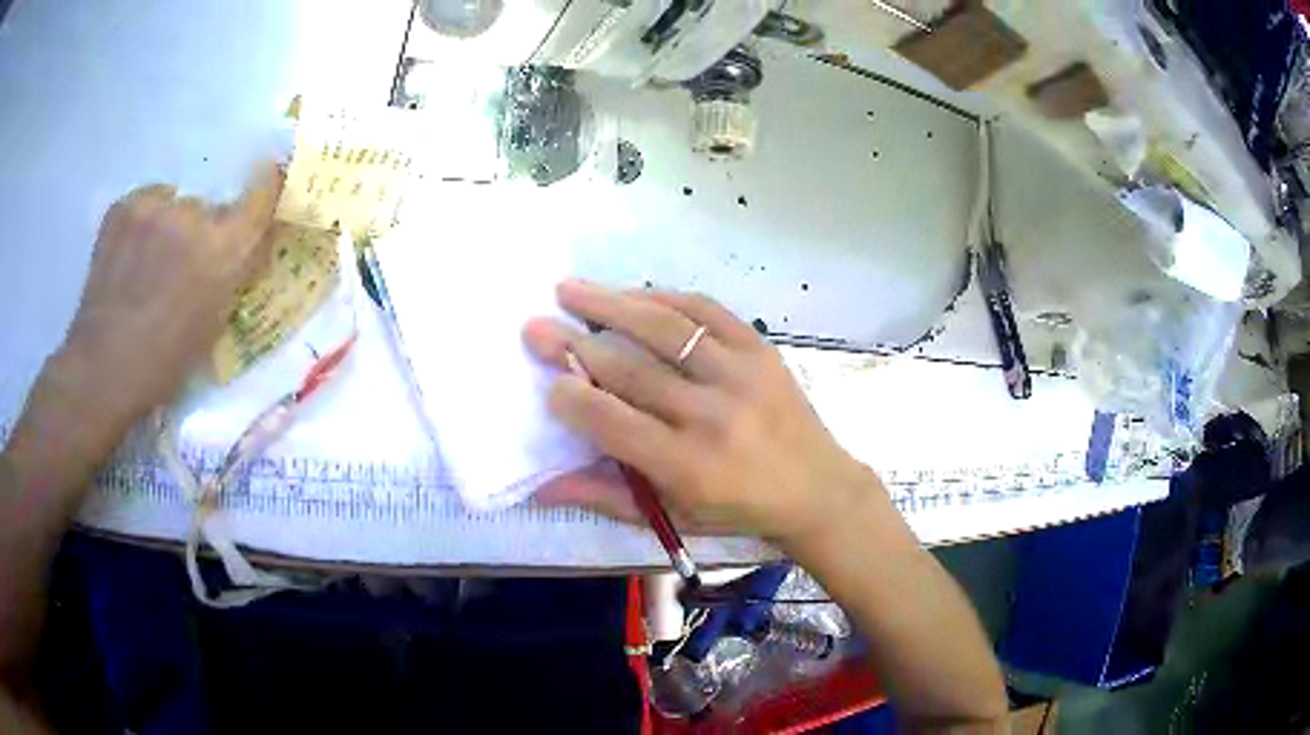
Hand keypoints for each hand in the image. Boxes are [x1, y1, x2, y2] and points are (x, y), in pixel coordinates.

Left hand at [58, 165, 281, 420]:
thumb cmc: (166, 361)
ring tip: (148, 264)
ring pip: (174, 205)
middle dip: (201, 231)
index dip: (266, 186)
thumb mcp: (216, 323)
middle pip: (208, 209)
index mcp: (223, 250)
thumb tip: (256, 237)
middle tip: (181, 266)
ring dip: (169, 227)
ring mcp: (154, 206)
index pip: (262, 194)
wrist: (104, 369)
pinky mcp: (125, 205)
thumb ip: (238, 272)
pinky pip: (146, 204)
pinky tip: (129, 256)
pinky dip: (143, 223)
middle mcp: (193, 215)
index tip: (266, 178)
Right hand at [523, 279, 880, 548]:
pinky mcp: (760, 350)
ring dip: (610, 304)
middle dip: (574, 344)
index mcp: (688, 465)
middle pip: (630, 369)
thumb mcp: (670, 517)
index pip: (613, 422)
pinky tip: (633, 292)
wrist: (817, 487)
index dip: (572, 399)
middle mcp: (712, 415)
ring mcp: (740, 374)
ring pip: (664, 328)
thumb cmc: (737, 510)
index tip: (547, 383)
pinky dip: (664, 297)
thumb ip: (604, 497)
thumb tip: (539, 485)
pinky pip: (705, 310)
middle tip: (535, 326)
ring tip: (569, 289)